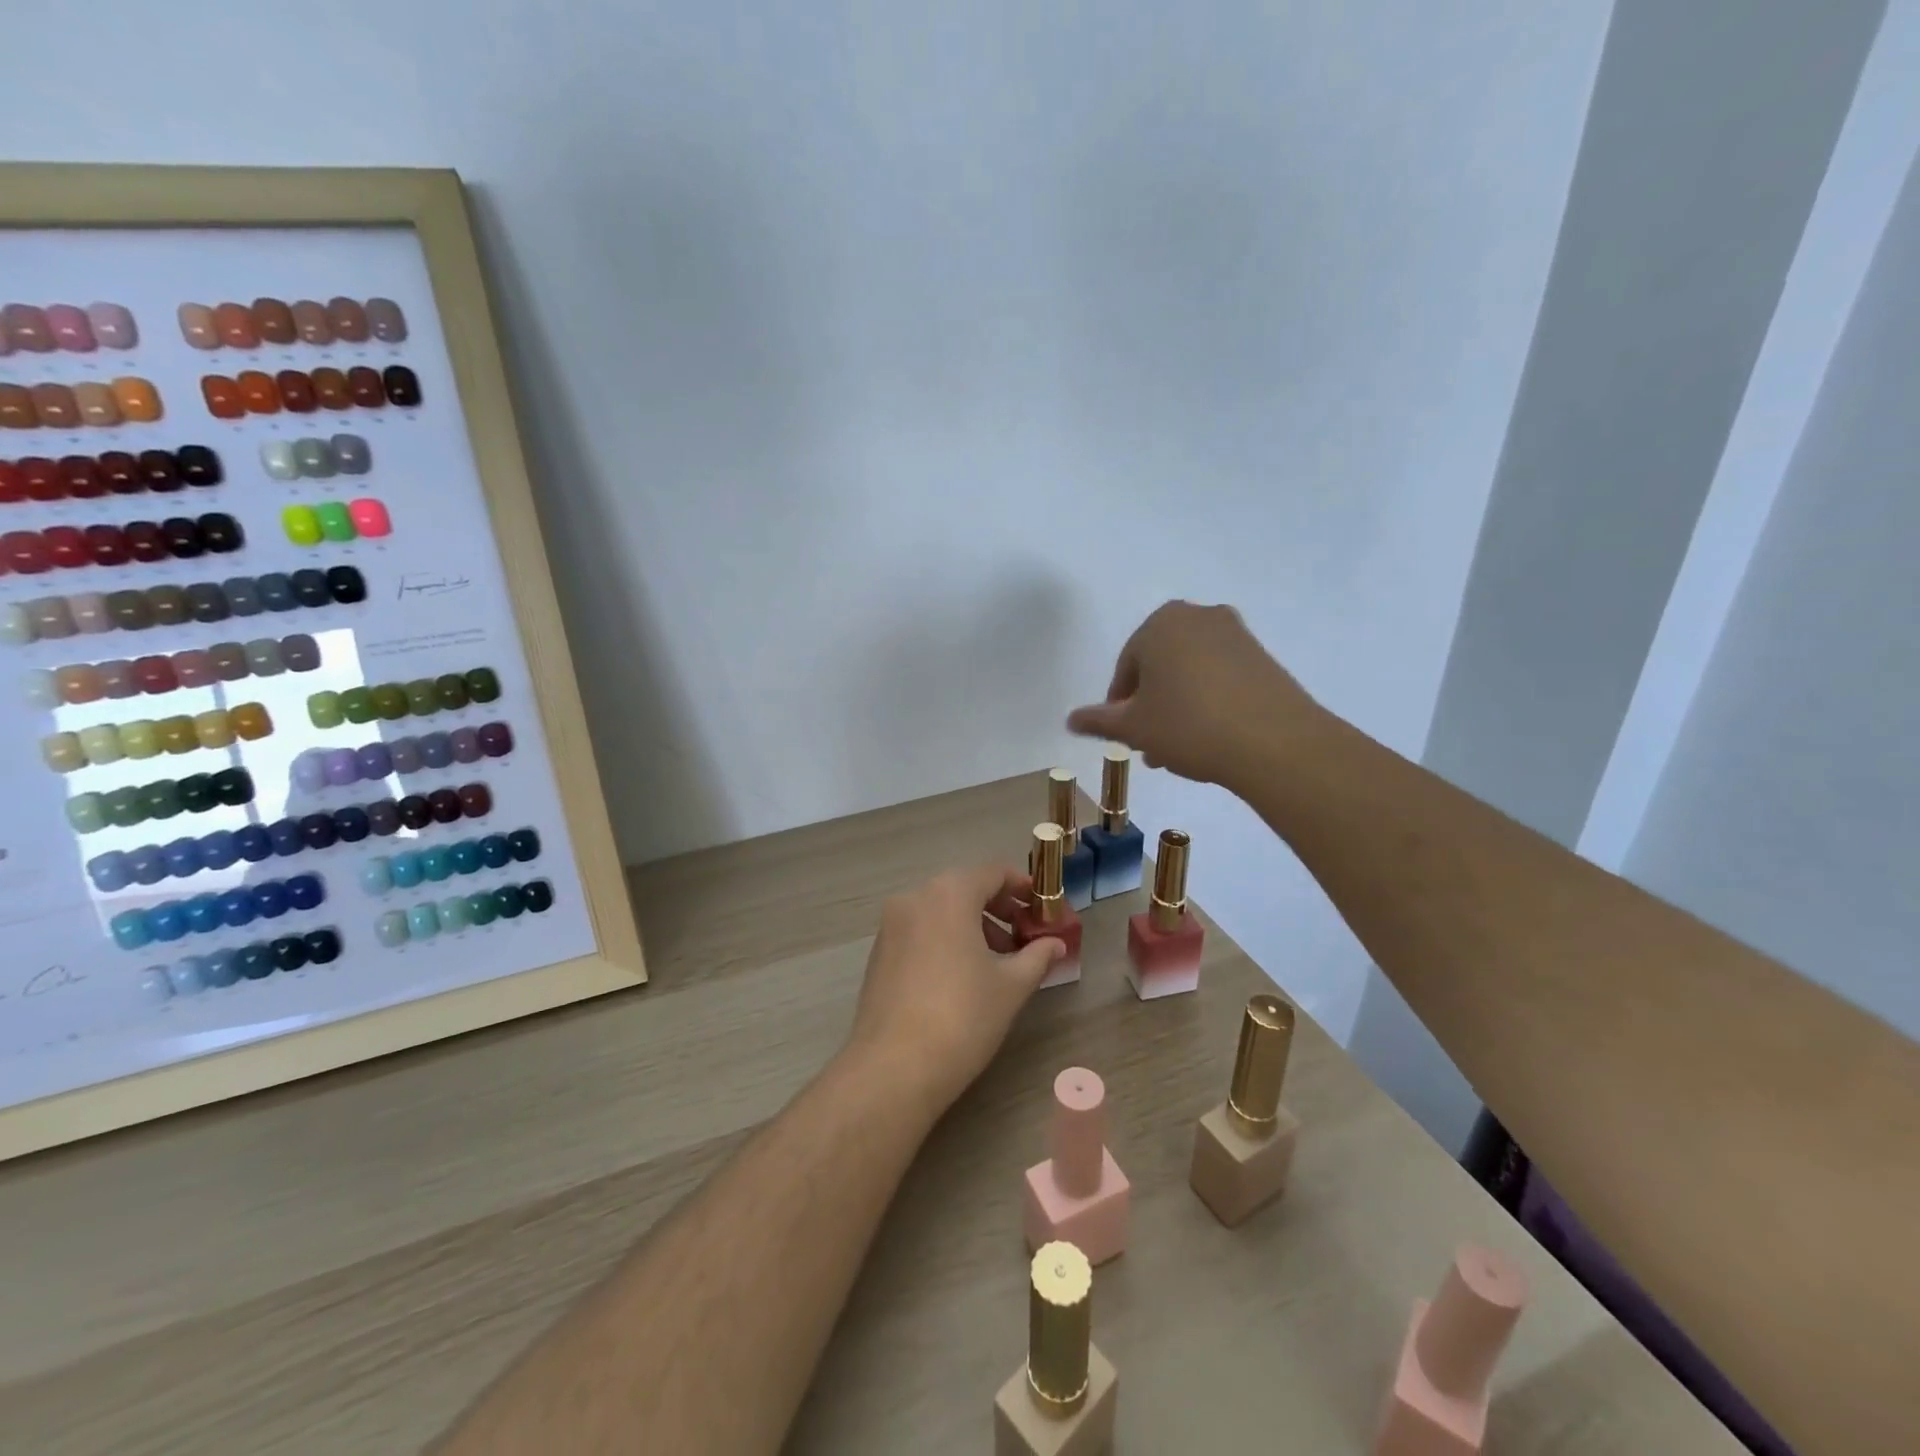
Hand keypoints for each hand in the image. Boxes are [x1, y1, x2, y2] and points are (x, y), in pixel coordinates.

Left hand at [846, 864, 1064, 1116]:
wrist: (894, 1067)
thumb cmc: (962, 1017)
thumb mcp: (1010, 986)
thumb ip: (1037, 956)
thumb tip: (1056, 944)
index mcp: (949, 893)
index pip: (993, 872)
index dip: (1024, 886)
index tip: (1044, 908)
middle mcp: (915, 897)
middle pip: (965, 888)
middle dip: (999, 908)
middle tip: (1026, 936)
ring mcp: (891, 924)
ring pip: (941, 910)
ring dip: (974, 925)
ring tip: (1000, 960)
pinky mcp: (879, 952)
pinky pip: (921, 930)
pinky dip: (946, 938)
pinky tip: (963, 975)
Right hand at [1065, 600, 1323, 786]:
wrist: (1274, 742)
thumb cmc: (1188, 726)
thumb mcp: (1134, 727)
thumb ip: (1099, 720)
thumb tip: (1070, 720)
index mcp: (1160, 624)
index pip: (1127, 667)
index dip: (1120, 705)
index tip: (1126, 736)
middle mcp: (1198, 617)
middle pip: (1160, 667)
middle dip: (1151, 707)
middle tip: (1150, 746)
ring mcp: (1236, 635)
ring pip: (1190, 674)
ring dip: (1178, 708)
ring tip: (1178, 751)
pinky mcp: (1263, 657)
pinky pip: (1220, 678)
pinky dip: (1208, 702)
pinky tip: (1209, 738)